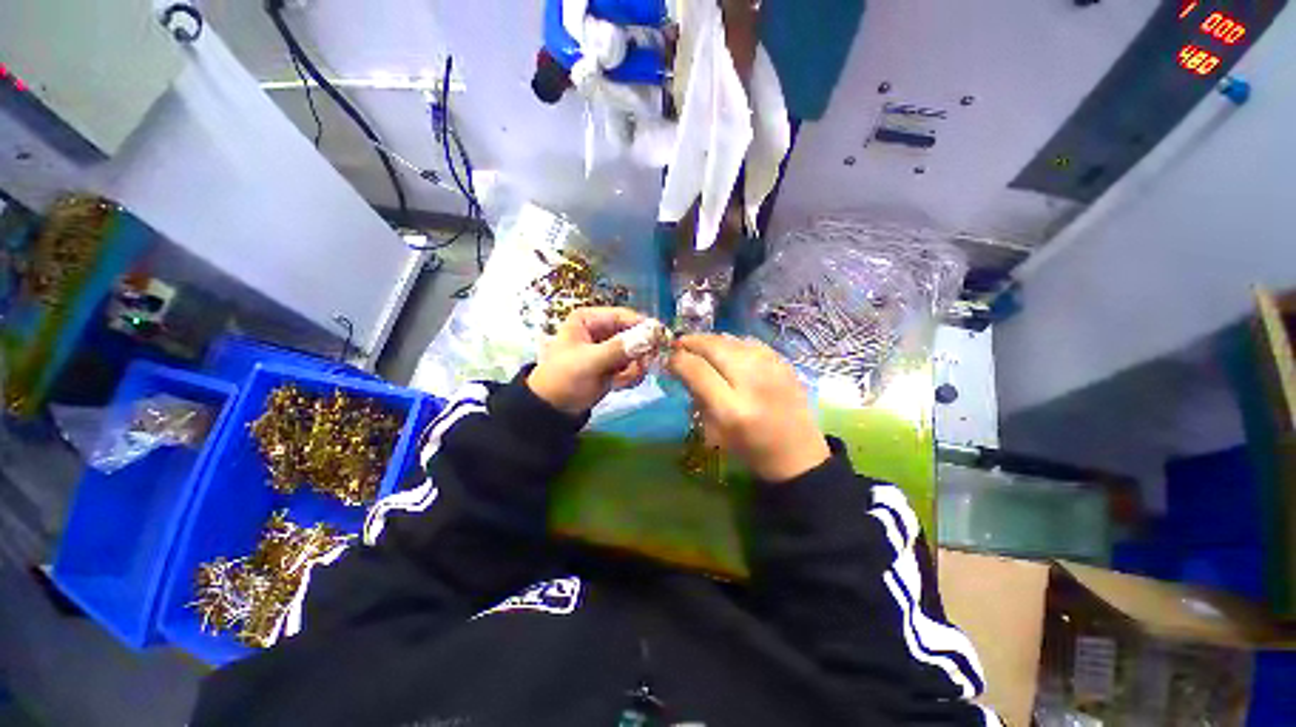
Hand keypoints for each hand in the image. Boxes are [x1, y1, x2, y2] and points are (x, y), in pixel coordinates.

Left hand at [527, 307, 648, 414]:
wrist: (552, 410)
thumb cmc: (564, 378)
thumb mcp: (590, 361)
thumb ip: (620, 348)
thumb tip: (651, 335)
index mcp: (589, 320)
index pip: (624, 316)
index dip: (643, 326)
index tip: (662, 338)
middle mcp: (600, 331)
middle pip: (633, 333)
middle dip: (639, 351)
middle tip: (644, 364)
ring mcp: (608, 349)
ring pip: (636, 351)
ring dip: (635, 366)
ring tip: (623, 379)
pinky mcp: (613, 366)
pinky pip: (632, 366)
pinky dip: (630, 376)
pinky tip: (619, 384)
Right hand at [668, 334, 829, 482]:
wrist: (797, 453)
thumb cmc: (750, 449)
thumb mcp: (714, 431)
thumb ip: (697, 396)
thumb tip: (682, 366)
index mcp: (732, 409)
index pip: (697, 370)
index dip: (678, 359)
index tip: (669, 359)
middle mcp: (752, 382)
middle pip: (714, 347)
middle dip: (692, 342)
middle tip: (680, 345)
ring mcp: (771, 368)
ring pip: (731, 340)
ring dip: (710, 341)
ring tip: (700, 346)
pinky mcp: (783, 362)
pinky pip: (749, 342)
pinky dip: (731, 343)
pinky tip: (726, 351)